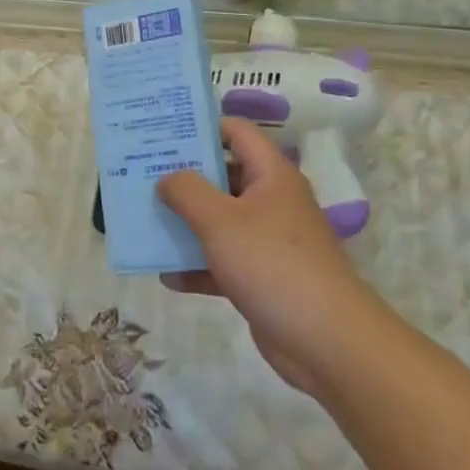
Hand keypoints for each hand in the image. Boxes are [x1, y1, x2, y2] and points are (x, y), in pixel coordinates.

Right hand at [158, 119, 369, 397]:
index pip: (236, 132)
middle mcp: (271, 201)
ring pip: (219, 220)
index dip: (201, 127)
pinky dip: (197, 265)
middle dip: (183, 177)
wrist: (327, 342)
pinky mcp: (263, 277)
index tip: (162, 132)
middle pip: (223, 176)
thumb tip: (167, 178)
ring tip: (144, 218)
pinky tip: (166, 274)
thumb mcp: (220, 220)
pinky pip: (223, 261)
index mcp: (270, 174)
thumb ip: (187, 191)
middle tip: (141, 174)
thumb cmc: (272, 264)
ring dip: (186, 222)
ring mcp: (268, 241)